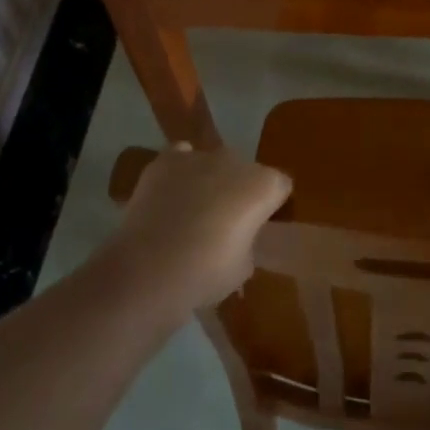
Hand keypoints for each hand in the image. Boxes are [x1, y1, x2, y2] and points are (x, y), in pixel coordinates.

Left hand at [111, 143, 291, 311]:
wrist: (149, 269)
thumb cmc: (206, 273)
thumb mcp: (243, 267)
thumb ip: (248, 242)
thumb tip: (238, 237)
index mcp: (264, 185)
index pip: (280, 186)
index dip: (272, 206)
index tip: (260, 226)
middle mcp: (236, 162)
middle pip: (246, 171)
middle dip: (240, 190)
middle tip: (226, 222)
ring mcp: (199, 157)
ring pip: (214, 163)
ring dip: (211, 180)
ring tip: (194, 211)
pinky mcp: (166, 160)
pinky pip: (181, 156)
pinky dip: (180, 170)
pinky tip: (172, 193)